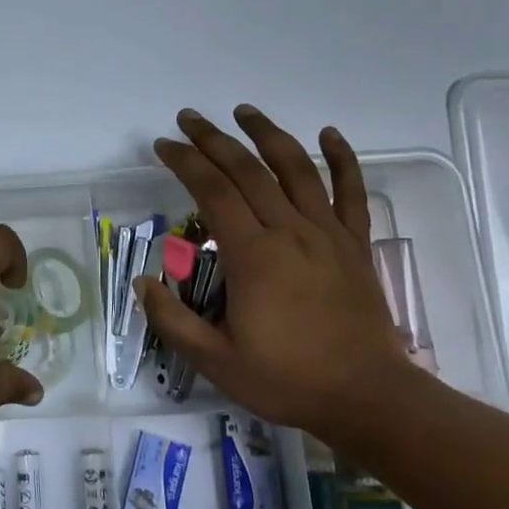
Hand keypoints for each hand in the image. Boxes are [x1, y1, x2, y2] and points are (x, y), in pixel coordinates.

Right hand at [138, 107, 414, 434]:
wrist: (368, 397)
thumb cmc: (287, 380)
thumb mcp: (216, 361)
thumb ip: (173, 320)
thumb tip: (141, 282)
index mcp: (253, 255)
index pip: (212, 191)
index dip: (185, 161)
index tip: (164, 145)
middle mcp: (289, 231)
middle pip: (248, 170)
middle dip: (214, 139)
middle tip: (189, 118)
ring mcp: (327, 234)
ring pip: (296, 169)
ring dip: (268, 135)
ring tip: (244, 111)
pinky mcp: (355, 245)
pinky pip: (351, 193)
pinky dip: (342, 159)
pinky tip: (329, 134)